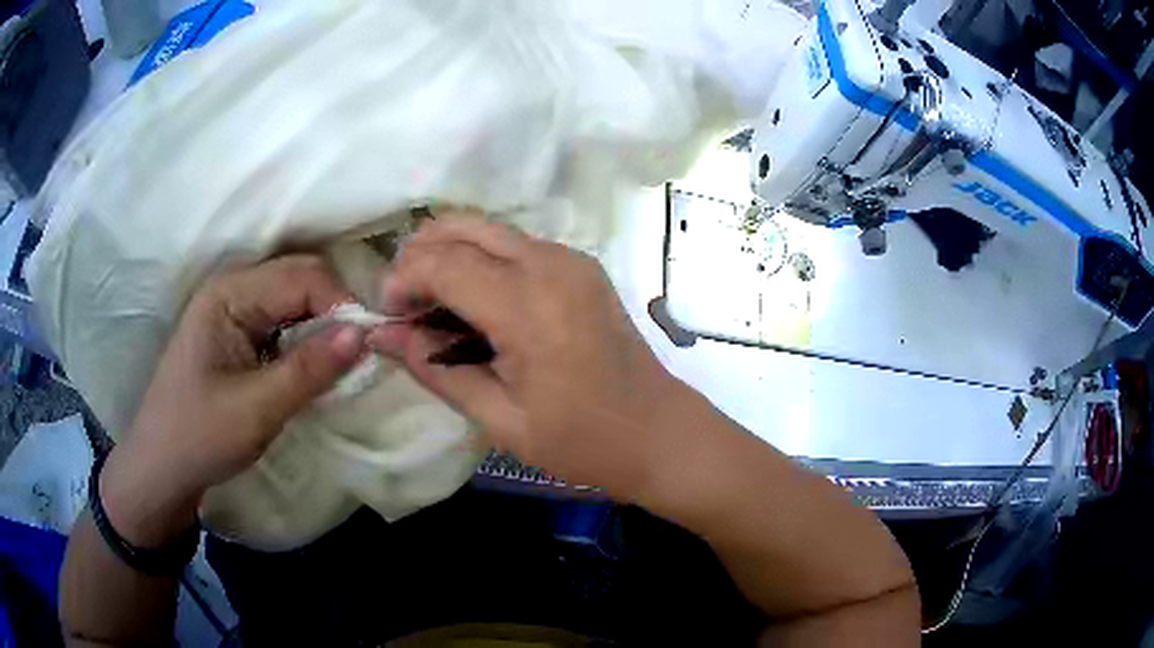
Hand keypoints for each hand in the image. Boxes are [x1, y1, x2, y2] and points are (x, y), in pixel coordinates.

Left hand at [101, 256, 363, 545]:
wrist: (162, 467)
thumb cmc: (200, 436)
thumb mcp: (257, 409)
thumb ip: (309, 369)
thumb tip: (364, 334)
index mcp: (229, 294)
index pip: (303, 277)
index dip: (341, 305)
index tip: (369, 347)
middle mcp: (232, 288)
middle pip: (300, 278)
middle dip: (335, 311)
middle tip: (360, 355)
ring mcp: (233, 309)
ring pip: (295, 299)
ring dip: (322, 326)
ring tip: (341, 364)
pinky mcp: (237, 333)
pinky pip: (283, 321)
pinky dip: (306, 339)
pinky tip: (314, 366)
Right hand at [367, 216, 686, 498]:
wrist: (658, 432)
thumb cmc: (582, 441)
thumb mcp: (500, 420)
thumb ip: (435, 369)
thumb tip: (381, 336)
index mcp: (527, 306)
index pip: (442, 262)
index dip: (402, 281)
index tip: (387, 316)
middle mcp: (549, 264)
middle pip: (461, 226)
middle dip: (419, 254)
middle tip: (405, 304)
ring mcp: (570, 258)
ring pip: (488, 228)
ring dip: (449, 252)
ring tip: (434, 304)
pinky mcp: (581, 265)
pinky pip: (515, 243)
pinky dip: (481, 258)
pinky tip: (475, 301)